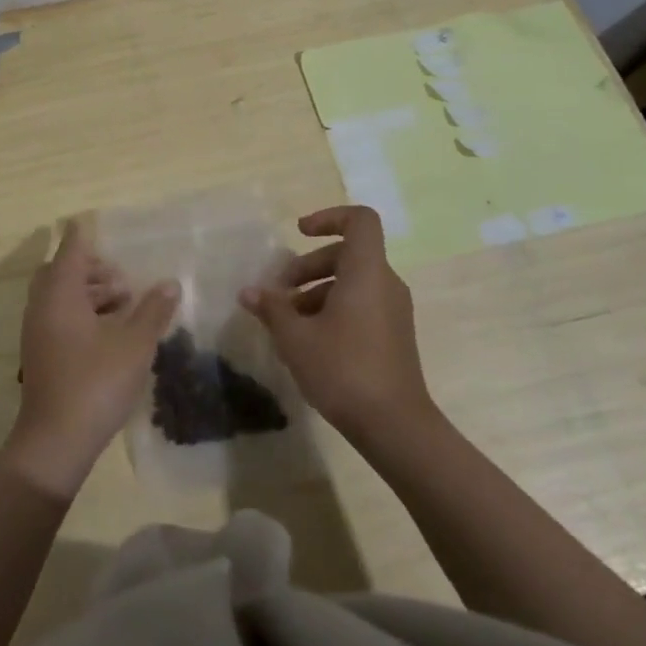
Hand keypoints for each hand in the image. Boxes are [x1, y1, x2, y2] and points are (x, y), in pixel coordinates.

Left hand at [3, 220, 179, 497]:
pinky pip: (58, 317)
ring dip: (89, 292)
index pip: (71, 249)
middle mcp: (42, 306)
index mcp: (60, 294)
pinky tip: (109, 333)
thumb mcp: (135, 345)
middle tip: (121, 279)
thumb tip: (170, 284)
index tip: (92, 222)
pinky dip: (81, 313)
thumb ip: (153, 311)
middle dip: (91, 269)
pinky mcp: (40, 353)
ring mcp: (37, 331)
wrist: (55, 441)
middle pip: (62, 271)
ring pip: (60, 296)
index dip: (83, 235)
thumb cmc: (95, 383)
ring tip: (124, 306)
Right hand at [240, 205, 435, 446]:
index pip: (360, 220)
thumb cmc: (343, 370)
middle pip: (347, 254)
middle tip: (278, 293)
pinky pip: (361, 305)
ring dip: (316, 292)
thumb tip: (249, 292)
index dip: (329, 217)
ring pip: (351, 282)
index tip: (299, 233)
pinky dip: (333, 310)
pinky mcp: (393, 336)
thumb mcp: (295, 337)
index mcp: (366, 272)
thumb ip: (272, 308)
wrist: (396, 427)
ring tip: (286, 322)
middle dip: (308, 266)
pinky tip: (308, 342)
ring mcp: (393, 311)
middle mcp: (385, 284)